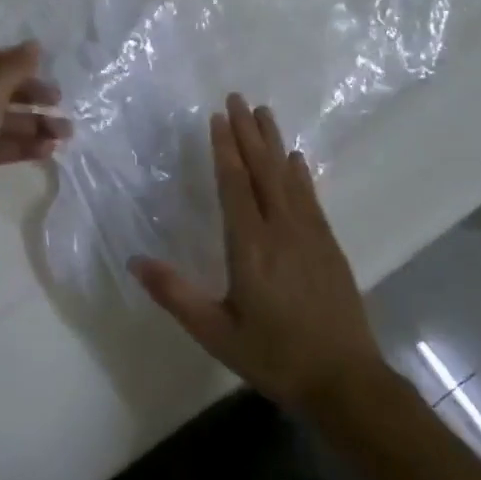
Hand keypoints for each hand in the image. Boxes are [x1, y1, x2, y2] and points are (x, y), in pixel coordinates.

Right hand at [131, 94, 385, 415]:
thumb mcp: (216, 333)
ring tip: (264, 113)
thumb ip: (176, 295)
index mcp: (251, 247)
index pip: (235, 185)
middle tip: (238, 98)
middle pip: (263, 170)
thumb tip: (135, 261)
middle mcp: (281, 230)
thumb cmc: (274, 357)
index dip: (225, 149)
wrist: (345, 381)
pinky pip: (310, 197)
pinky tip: (296, 159)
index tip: (218, 117)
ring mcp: (309, 235)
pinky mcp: (328, 245)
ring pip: (288, 177)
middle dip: (248, 133)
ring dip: (274, 143)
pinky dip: (300, 173)